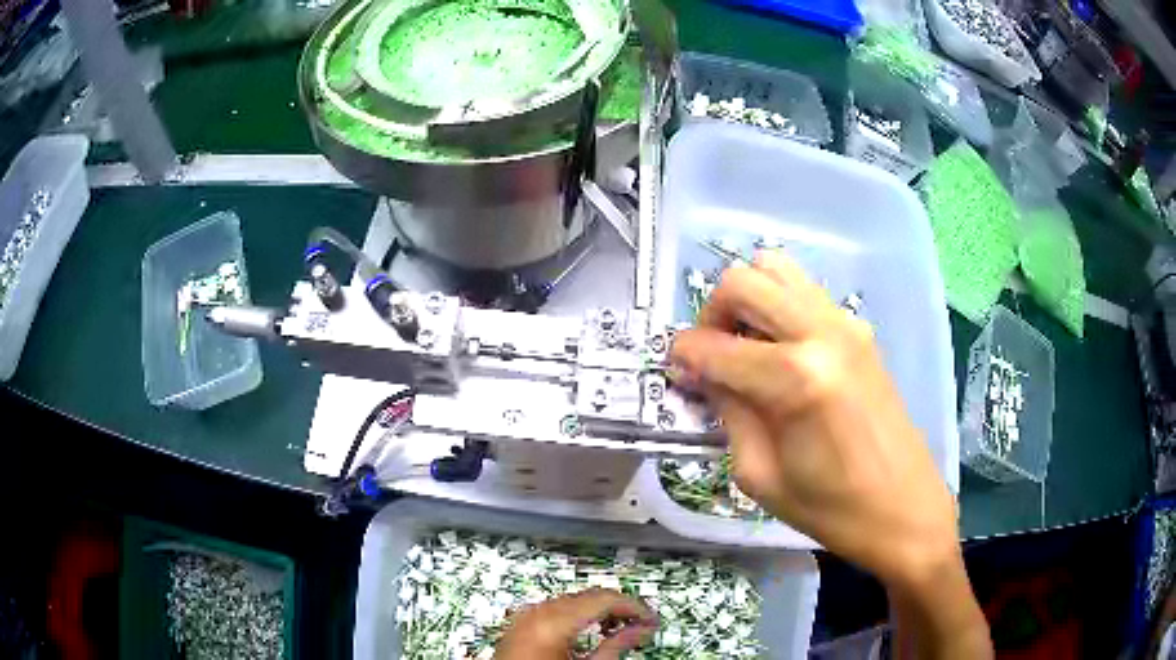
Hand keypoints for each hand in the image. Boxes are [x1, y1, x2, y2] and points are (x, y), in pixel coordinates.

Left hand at [495, 588, 656, 659]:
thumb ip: (616, 647)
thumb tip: (642, 631)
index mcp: (555, 621)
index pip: (605, 599)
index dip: (634, 608)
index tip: (651, 620)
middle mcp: (538, 611)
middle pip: (589, 596)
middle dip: (619, 608)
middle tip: (641, 624)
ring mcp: (526, 615)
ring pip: (574, 600)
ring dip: (600, 611)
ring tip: (620, 630)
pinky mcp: (521, 623)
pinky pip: (555, 609)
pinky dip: (578, 615)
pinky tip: (591, 630)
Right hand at [670, 251, 990, 657]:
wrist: (904, 508)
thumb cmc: (830, 508)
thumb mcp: (759, 474)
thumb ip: (728, 412)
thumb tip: (704, 374)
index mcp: (794, 378)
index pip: (714, 345)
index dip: (684, 356)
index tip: (678, 373)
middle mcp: (821, 332)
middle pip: (744, 280)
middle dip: (712, 313)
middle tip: (713, 356)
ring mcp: (846, 323)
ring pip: (777, 269)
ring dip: (749, 300)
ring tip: (747, 346)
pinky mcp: (860, 329)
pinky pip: (805, 292)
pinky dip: (779, 306)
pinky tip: (781, 352)